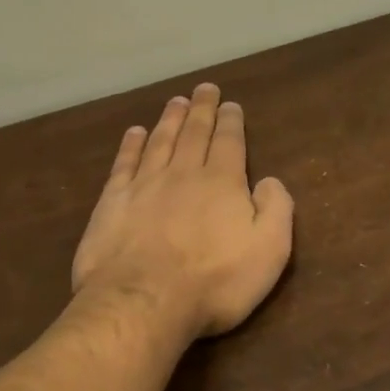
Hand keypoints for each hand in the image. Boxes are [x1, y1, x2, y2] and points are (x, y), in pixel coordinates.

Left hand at [72, 83, 294, 338]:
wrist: (145, 302)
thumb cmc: (215, 281)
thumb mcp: (269, 250)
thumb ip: (276, 209)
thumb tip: (269, 181)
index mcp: (222, 183)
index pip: (229, 142)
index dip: (231, 122)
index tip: (231, 105)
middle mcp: (183, 174)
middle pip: (194, 133)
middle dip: (202, 110)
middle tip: (204, 89)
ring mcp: (144, 186)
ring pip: (160, 142)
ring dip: (169, 119)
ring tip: (175, 101)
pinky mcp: (113, 203)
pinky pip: (124, 164)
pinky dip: (131, 146)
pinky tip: (134, 133)